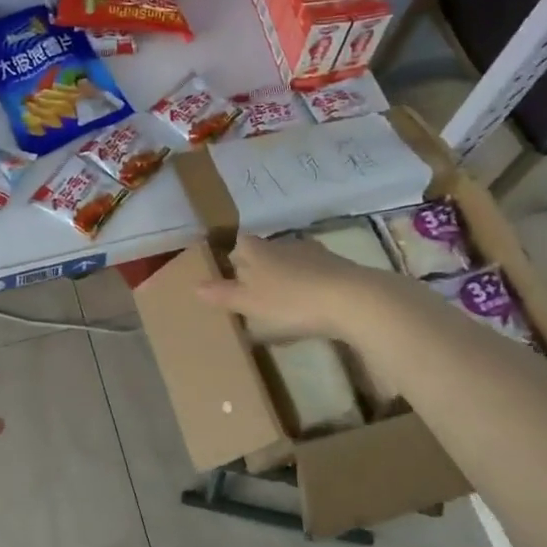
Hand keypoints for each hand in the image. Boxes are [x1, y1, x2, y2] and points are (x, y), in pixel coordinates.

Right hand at [196, 233, 388, 341]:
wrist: (352, 299)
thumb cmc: (291, 301)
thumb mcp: (250, 303)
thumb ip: (223, 295)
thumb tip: (194, 286)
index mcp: (259, 251)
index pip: (241, 243)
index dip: (236, 255)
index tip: (233, 273)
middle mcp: (284, 245)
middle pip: (266, 250)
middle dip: (260, 266)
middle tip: (256, 291)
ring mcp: (314, 253)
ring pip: (292, 259)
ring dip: (287, 275)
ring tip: (284, 299)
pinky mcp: (339, 266)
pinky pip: (316, 272)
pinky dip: (310, 283)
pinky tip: (312, 303)